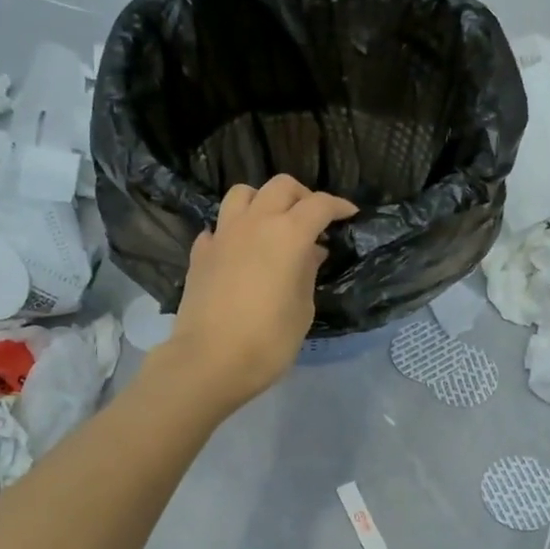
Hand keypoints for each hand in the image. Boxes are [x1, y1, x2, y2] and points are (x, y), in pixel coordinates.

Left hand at [161, 175, 357, 409]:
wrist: (209, 361)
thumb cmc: (268, 341)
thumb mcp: (302, 310)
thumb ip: (307, 273)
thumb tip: (311, 251)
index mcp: (287, 235)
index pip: (319, 205)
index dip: (338, 206)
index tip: (349, 215)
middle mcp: (254, 223)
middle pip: (280, 187)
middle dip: (302, 196)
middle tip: (313, 219)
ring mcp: (222, 235)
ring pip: (243, 194)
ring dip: (263, 201)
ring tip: (273, 224)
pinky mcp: (200, 253)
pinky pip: (219, 227)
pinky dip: (233, 230)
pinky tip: (240, 250)